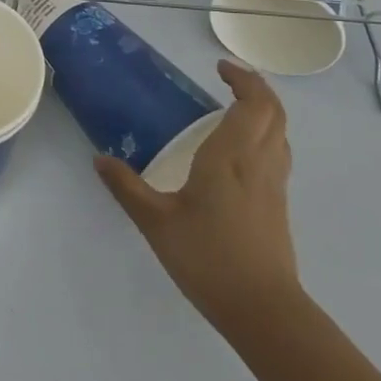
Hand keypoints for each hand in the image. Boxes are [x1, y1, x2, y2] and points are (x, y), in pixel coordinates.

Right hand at [95, 58, 300, 338]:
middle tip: (227, 80)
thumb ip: (127, 187)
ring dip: (264, 112)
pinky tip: (239, 154)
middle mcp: (259, 163)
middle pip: (274, 113)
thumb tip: (99, 160)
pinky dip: (265, 137)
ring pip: (281, 134)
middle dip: (256, 89)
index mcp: (231, 157)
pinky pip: (278, 155)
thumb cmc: (208, 259)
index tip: (220, 67)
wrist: (264, 312)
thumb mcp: (156, 222)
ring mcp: (274, 186)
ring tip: (234, 110)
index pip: (253, 104)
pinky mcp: (279, 207)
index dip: (243, 79)